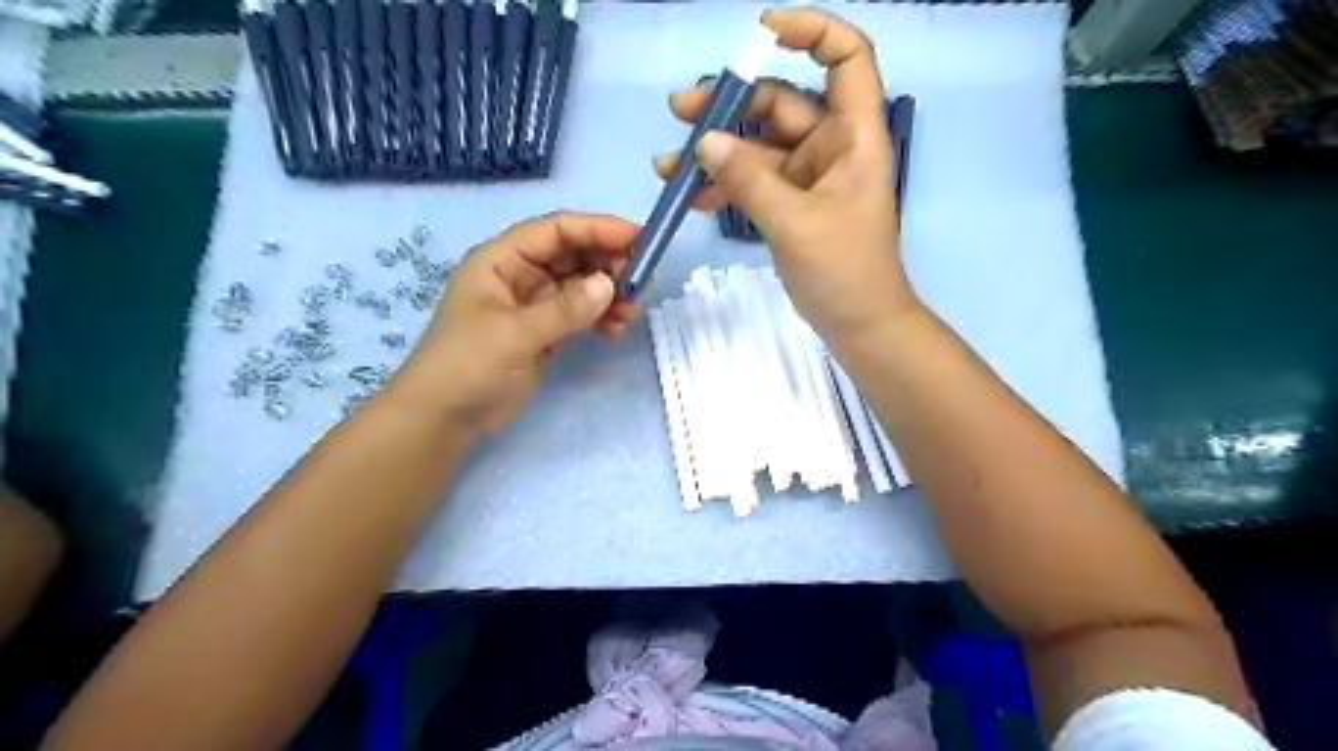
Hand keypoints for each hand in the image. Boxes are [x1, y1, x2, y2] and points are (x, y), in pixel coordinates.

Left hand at [394, 210, 636, 438]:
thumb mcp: (514, 334)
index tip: (639, 239)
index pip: (556, 230)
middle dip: (608, 263)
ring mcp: (533, 304)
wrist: (443, 418)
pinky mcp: (544, 331)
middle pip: (573, 254)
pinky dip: (599, 318)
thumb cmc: (467, 366)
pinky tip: (615, 331)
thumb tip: (610, 285)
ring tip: (630, 311)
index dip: (598, 229)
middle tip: (642, 281)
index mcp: (502, 259)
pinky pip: (580, 314)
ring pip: (581, 285)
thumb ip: (565, 309)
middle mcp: (520, 274)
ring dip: (608, 294)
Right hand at [658, 9, 927, 349]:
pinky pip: (753, 182)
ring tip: (670, 164)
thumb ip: (748, 180)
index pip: (846, 58)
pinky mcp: (790, 205)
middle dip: (731, 105)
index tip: (762, 32)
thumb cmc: (844, 270)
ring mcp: (808, 177)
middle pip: (781, 103)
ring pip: (758, 146)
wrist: (858, 325)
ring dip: (717, 152)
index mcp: (853, 135)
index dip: (812, 32)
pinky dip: (725, 185)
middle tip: (680, 112)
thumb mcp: (794, 222)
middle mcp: (832, 146)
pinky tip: (690, 195)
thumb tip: (705, 141)